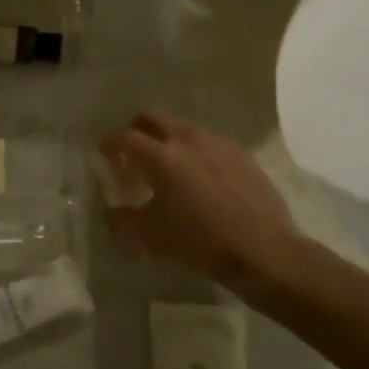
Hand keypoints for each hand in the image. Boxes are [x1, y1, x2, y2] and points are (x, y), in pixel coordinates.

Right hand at [98, 111, 311, 295]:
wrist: (264, 251)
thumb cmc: (201, 242)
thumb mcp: (153, 236)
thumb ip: (124, 220)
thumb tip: (112, 212)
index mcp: (161, 156)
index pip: (125, 137)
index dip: (110, 143)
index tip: (104, 153)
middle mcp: (187, 139)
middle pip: (152, 117)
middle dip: (137, 129)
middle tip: (133, 153)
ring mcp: (217, 143)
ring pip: (182, 127)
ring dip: (167, 139)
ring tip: (169, 166)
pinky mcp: (240, 153)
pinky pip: (208, 141)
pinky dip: (195, 150)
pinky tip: (200, 176)